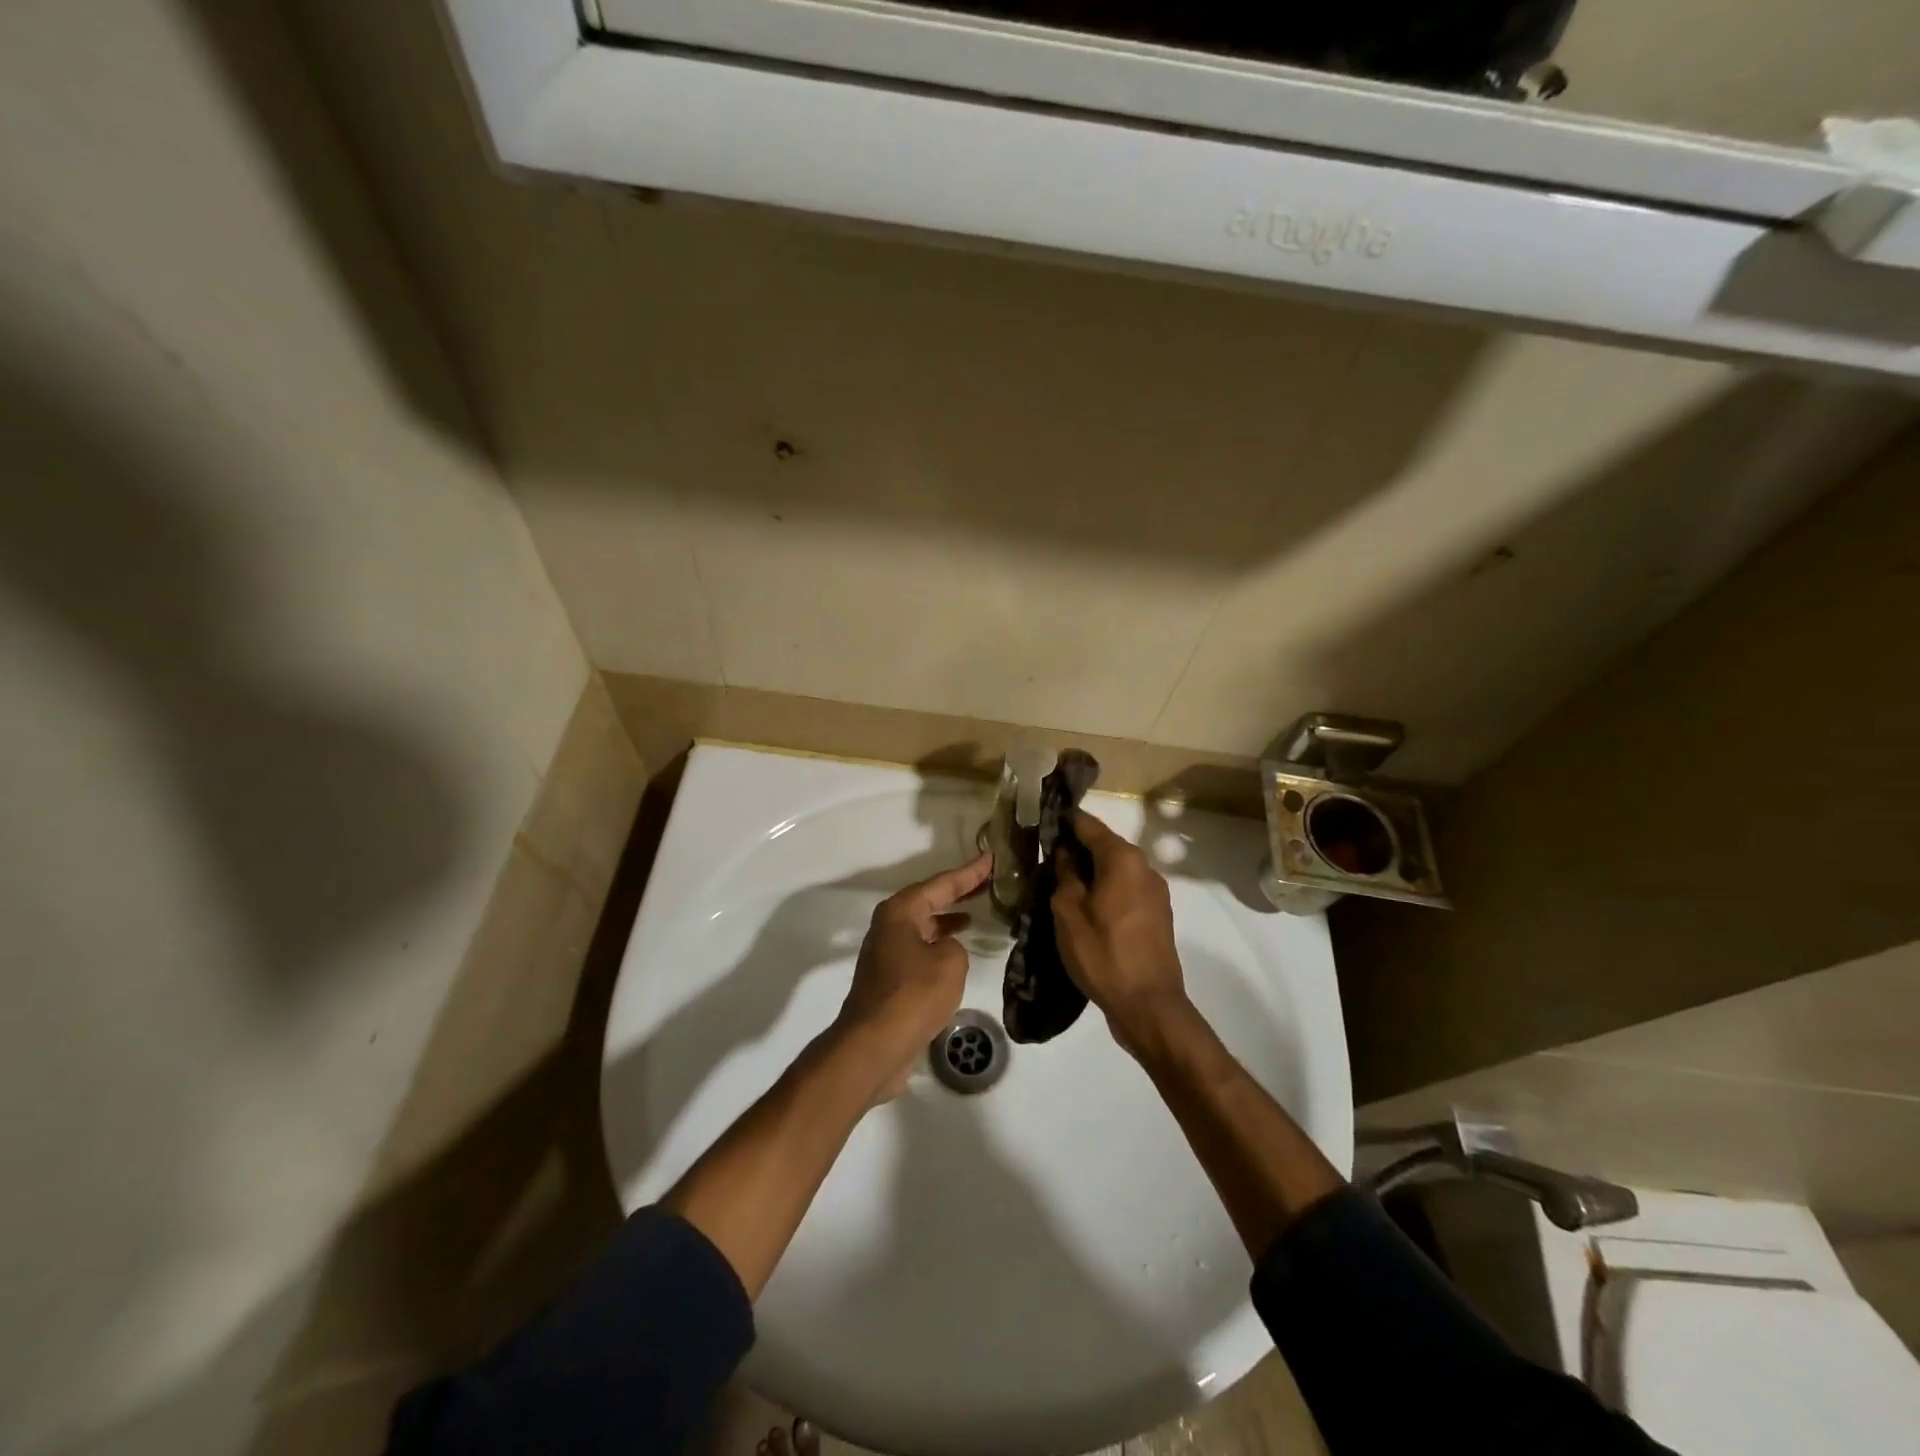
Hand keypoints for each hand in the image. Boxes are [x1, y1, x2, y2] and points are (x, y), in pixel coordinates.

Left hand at [835, 851, 990, 1101]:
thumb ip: (955, 946)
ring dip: (947, 919)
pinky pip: (920, 949)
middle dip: (958, 892)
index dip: (969, 873)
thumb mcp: (950, 962)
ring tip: (975, 913)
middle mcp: (889, 926)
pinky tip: (956, 952)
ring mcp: (886, 953)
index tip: (991, 857)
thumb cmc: (913, 995)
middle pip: (929, 900)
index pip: (942, 884)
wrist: (875, 1046)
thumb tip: (945, 949)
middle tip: (987, 881)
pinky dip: (939, 944)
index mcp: (901, 912)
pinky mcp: (889, 979)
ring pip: (923, 926)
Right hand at [1051, 813, 1188, 1057]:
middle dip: (1076, 849)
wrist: (1148, 1005)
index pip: (1088, 825)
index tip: (1040, 826)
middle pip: (1105, 846)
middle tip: (1045, 860)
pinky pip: (1127, 889)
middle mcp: (1144, 866)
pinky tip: (1086, 907)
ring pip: (1116, 869)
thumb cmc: (1103, 954)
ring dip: (1092, 872)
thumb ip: (1065, 875)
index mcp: (1122, 858)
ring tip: (1062, 885)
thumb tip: (1065, 854)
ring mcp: (1155, 891)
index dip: (1063, 823)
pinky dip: (1106, 890)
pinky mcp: (1158, 914)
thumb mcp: (1068, 913)